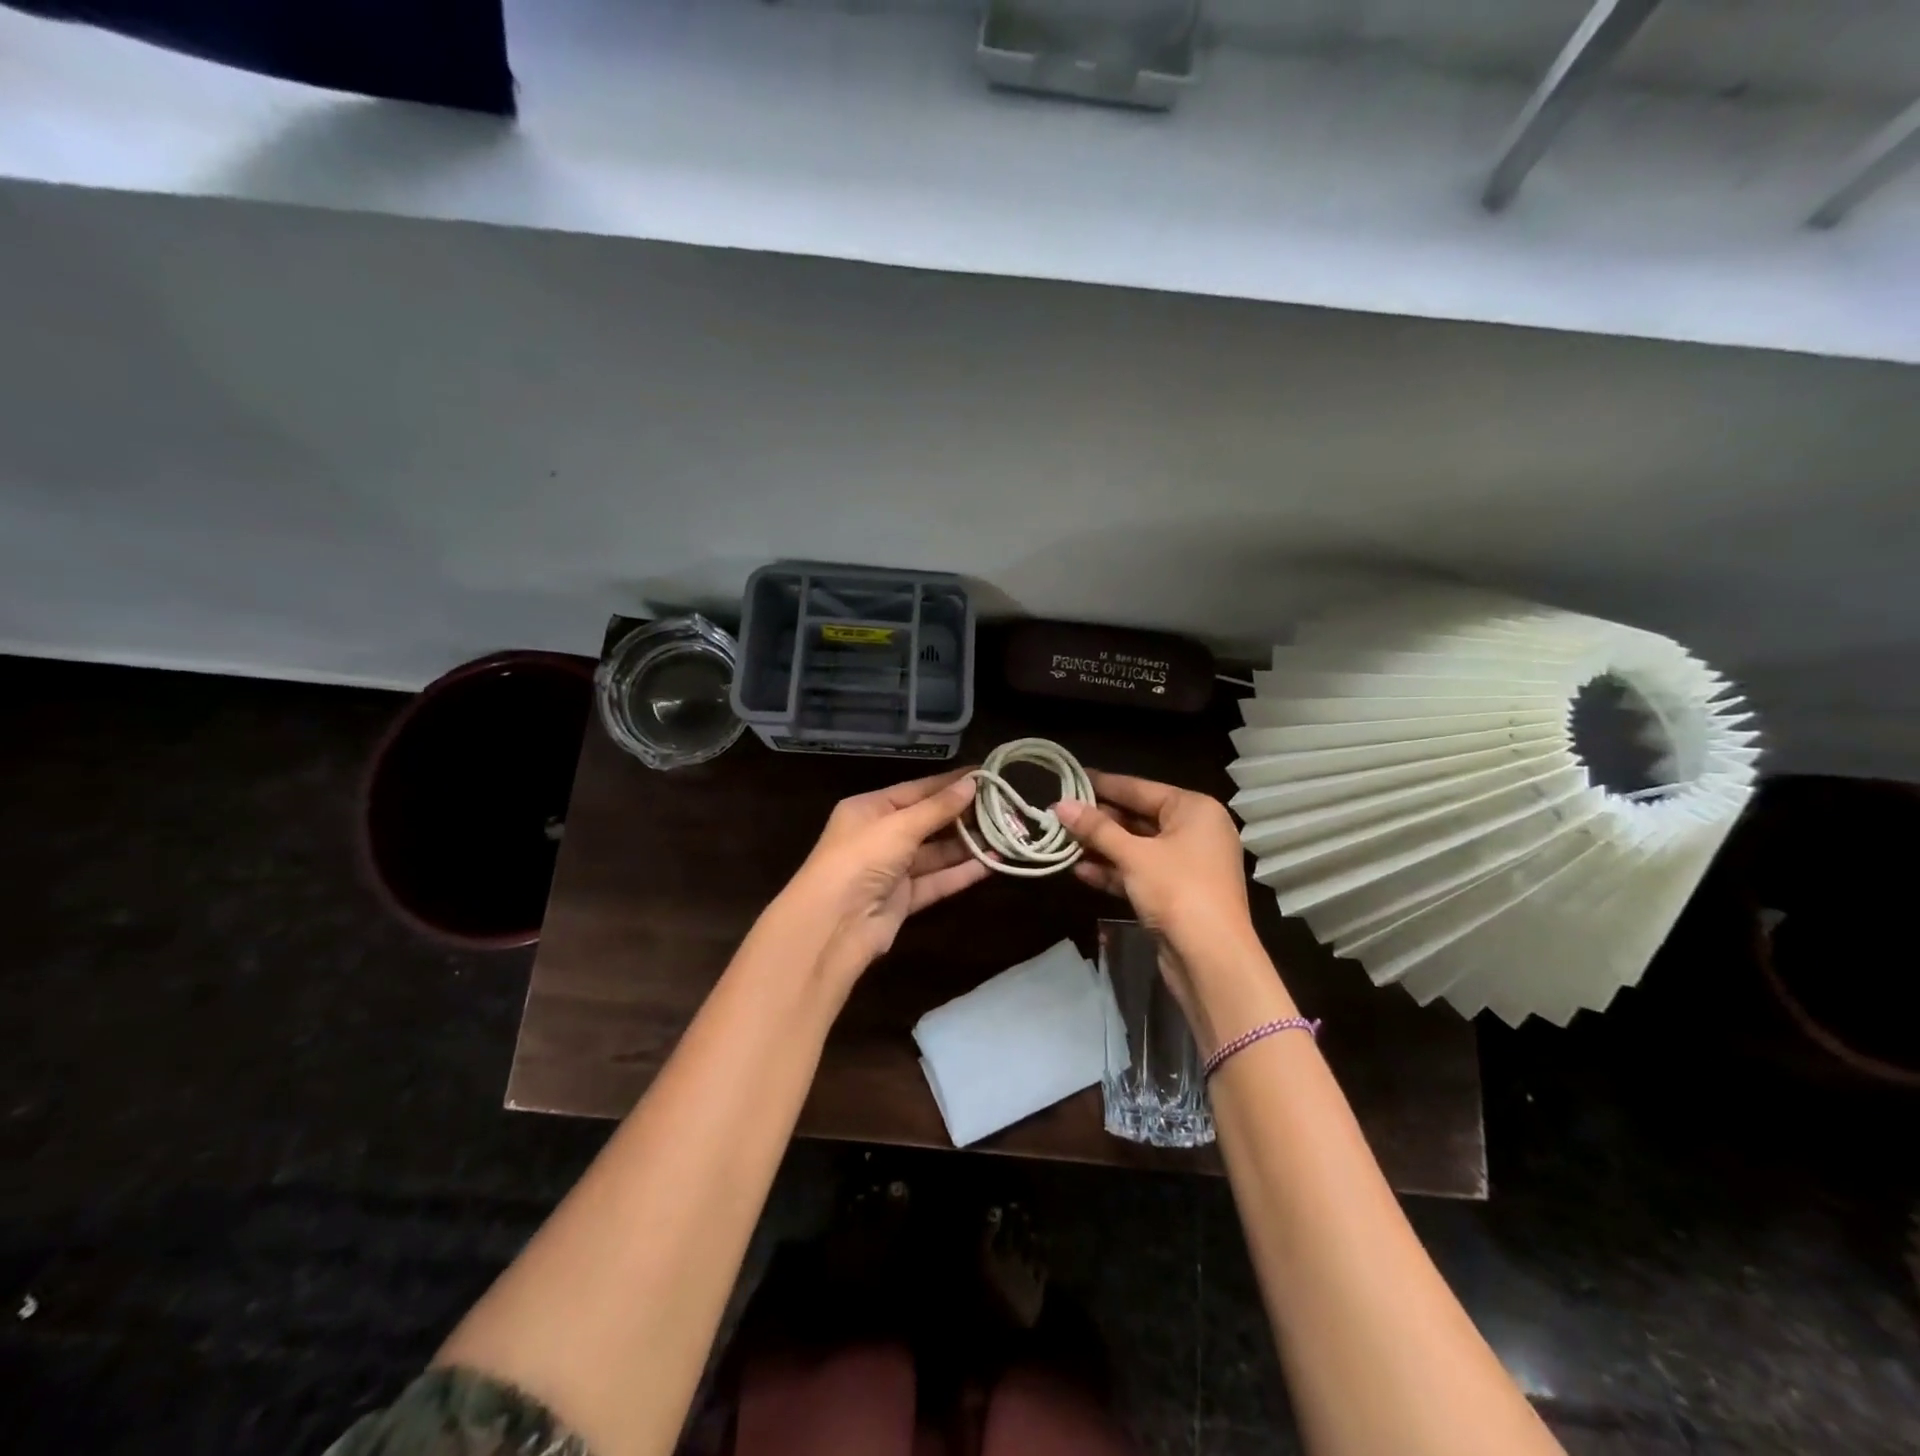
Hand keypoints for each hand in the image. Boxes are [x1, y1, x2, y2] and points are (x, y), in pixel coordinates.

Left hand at [781, 768, 989, 986]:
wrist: (833, 924)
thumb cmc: (860, 859)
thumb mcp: (900, 826)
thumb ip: (938, 808)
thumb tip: (972, 784)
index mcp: (869, 809)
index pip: (916, 790)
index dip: (950, 783)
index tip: (986, 775)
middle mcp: (880, 836)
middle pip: (928, 821)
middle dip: (963, 815)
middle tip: (1004, 806)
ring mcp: (891, 869)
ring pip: (936, 853)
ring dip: (967, 844)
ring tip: (1005, 833)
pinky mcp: (903, 899)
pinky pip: (937, 881)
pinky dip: (962, 872)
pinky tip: (993, 863)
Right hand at [1054, 769, 1256, 959]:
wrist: (1211, 958)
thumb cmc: (1177, 889)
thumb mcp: (1133, 855)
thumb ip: (1096, 829)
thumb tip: (1060, 805)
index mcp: (1195, 810)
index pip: (1140, 788)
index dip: (1103, 784)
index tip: (1071, 777)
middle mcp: (1195, 831)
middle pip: (1138, 817)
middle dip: (1099, 820)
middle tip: (1059, 814)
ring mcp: (1186, 864)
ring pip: (1136, 848)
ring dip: (1101, 848)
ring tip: (1062, 841)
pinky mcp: (1176, 893)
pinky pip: (1140, 872)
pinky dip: (1113, 871)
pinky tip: (1079, 871)